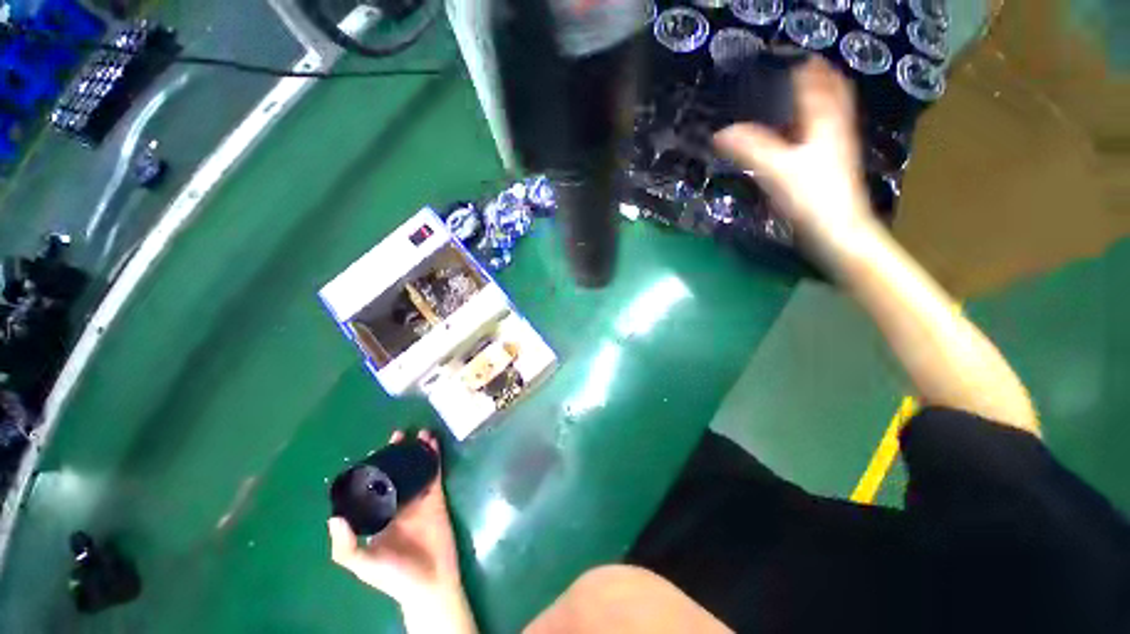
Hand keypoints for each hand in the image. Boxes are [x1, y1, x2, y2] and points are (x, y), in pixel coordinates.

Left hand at [328, 430, 461, 608]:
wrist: (429, 582)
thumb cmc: (393, 575)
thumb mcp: (364, 564)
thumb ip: (346, 545)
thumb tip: (333, 516)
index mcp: (378, 516)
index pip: (374, 486)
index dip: (374, 467)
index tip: (375, 450)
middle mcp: (397, 503)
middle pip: (396, 472)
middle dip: (397, 453)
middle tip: (398, 434)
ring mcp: (418, 498)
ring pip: (416, 468)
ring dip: (418, 451)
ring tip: (419, 434)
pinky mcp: (436, 497)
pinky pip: (434, 473)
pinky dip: (434, 458)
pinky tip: (433, 444)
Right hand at [713, 57, 873, 243]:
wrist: (837, 231)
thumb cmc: (811, 197)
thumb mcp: (776, 170)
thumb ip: (748, 148)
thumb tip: (720, 134)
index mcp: (825, 121)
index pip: (818, 81)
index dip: (804, 66)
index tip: (787, 57)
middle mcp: (835, 128)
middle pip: (831, 92)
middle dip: (816, 77)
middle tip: (794, 70)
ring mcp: (835, 147)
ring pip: (828, 113)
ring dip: (814, 100)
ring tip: (794, 95)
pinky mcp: (830, 166)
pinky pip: (821, 135)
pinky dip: (810, 126)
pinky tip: (796, 134)